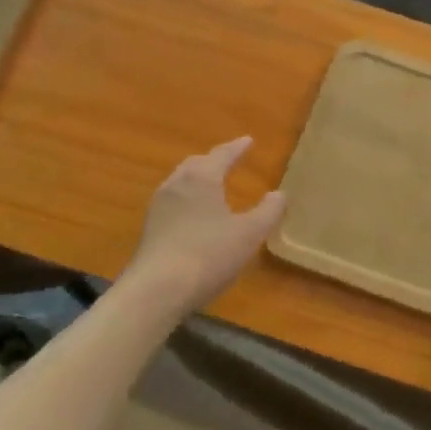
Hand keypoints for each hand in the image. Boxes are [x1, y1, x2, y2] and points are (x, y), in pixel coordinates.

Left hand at [127, 138, 285, 314]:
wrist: (157, 289)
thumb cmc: (208, 254)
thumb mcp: (249, 234)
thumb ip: (268, 212)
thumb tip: (280, 194)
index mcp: (202, 177)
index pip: (222, 155)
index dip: (237, 148)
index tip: (249, 140)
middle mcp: (177, 184)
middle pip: (196, 164)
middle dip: (214, 160)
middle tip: (228, 160)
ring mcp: (159, 206)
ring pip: (181, 181)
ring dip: (197, 178)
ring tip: (211, 184)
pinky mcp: (150, 228)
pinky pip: (173, 201)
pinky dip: (187, 197)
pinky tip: (193, 213)